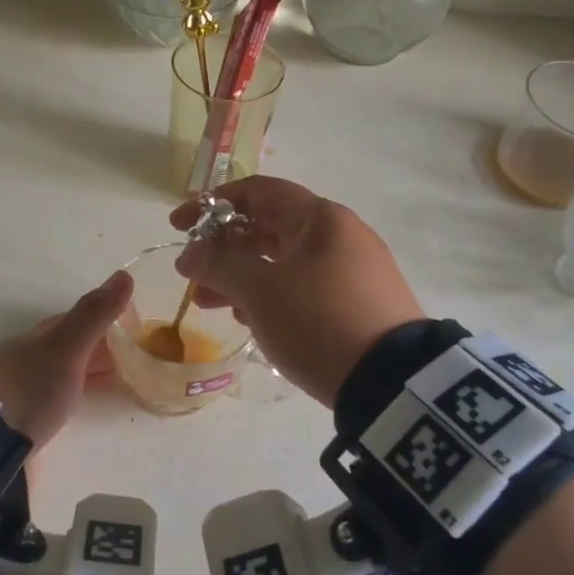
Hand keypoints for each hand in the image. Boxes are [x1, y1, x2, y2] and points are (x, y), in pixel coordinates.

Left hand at [0, 270, 132, 450]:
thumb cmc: (28, 391)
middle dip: (94, 349)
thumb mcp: (66, 350)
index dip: (100, 320)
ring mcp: (13, 394)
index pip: (69, 321)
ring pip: (55, 375)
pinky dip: (69, 399)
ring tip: (114, 383)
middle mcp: (20, 361)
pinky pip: (48, 402)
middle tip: (130, 358)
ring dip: (82, 375)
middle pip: (63, 349)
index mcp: (32, 339)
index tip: (129, 327)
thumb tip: (124, 273)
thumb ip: (93, 315)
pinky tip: (76, 408)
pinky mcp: (13, 425)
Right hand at [170, 177, 422, 406]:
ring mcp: (353, 270)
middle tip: (193, 275)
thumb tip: (190, 253)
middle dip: (225, 249)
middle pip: (270, 228)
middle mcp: (340, 236)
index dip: (213, 204)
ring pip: (284, 262)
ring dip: (243, 276)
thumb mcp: (260, 291)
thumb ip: (218, 264)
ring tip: (212, 304)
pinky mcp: (359, 303)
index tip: (180, 226)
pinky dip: (272, 295)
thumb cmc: (319, 321)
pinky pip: (304, 287)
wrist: (393, 382)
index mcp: (321, 218)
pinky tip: (251, 320)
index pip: (259, 192)